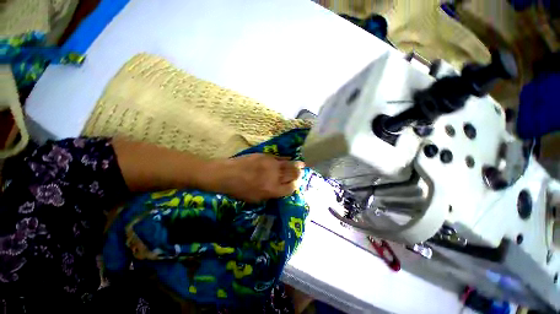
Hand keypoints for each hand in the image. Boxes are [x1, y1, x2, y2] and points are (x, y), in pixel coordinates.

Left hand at [212, 154, 304, 202]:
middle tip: (302, 173)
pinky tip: (290, 159)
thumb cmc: (239, 190)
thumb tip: (280, 190)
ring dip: (297, 165)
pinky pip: (280, 158)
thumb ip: (270, 195)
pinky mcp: (266, 156)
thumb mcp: (255, 199)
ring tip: (302, 165)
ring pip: (289, 164)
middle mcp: (275, 176)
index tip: (296, 184)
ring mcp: (271, 164)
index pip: (291, 188)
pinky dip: (287, 159)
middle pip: (293, 174)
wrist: (227, 174)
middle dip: (299, 174)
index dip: (295, 186)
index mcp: (273, 190)